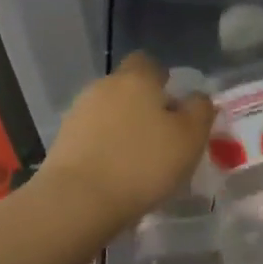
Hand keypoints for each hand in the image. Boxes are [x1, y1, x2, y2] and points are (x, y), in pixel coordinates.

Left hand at [41, 52, 214, 227]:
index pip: (149, 63)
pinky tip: (116, 175)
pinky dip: (105, 149)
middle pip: (128, 89)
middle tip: (163, 139)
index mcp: (136, 79)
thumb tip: (197, 98)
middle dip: (144, 107)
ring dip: (123, 130)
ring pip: (109, 114)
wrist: (78, 200)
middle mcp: (103, 87)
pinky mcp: (63, 142)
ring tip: (139, 163)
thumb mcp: (190, 138)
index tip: (175, 108)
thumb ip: (199, 111)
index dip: (163, 80)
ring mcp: (78, 114)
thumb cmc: (143, 164)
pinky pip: (92, 138)